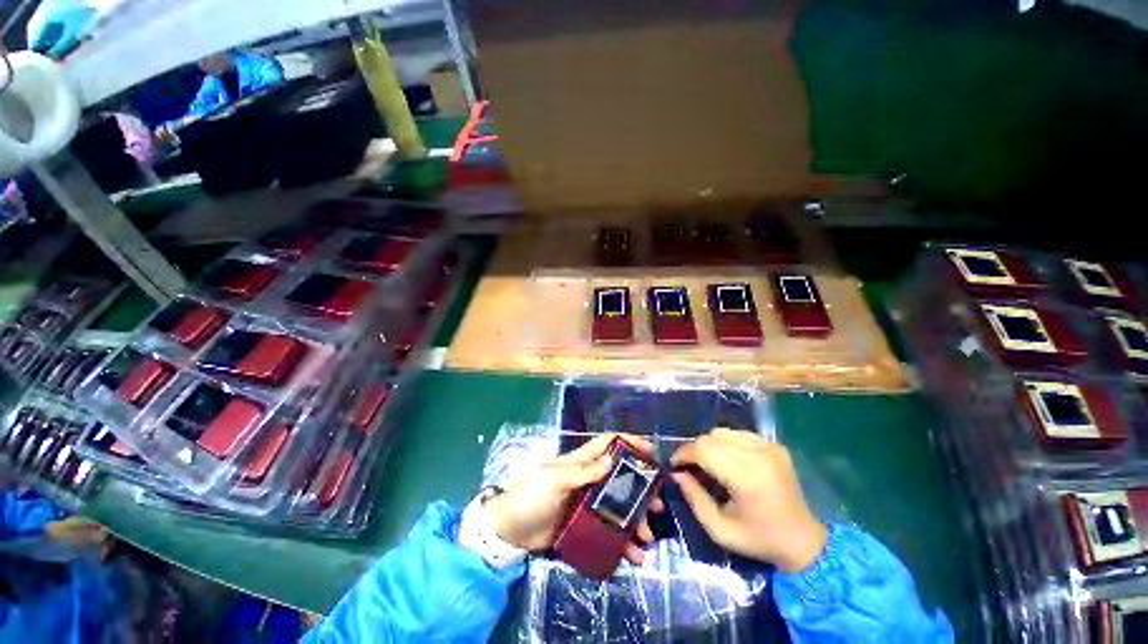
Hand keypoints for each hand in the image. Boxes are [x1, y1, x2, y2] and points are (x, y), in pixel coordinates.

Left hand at [477, 433, 663, 564]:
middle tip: (657, 505)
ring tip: (646, 538)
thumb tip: (611, 459)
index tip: (651, 451)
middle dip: (641, 489)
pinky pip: (609, 532)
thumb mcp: (555, 480)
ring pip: (619, 508)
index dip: (629, 442)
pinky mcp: (584, 526)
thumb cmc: (530, 496)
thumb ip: (582, 471)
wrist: (509, 531)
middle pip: (621, 478)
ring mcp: (587, 504)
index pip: (608, 444)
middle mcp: (588, 480)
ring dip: (635, 520)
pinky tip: (633, 556)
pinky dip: (622, 543)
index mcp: (580, 462)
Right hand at [670, 428, 827, 573]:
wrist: (803, 541)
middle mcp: (757, 455)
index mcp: (746, 478)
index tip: (674, 464)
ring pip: (723, 432)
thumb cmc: (759, 539)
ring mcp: (768, 447)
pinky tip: (726, 459)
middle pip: (711, 437)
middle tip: (688, 466)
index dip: (683, 453)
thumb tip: (677, 473)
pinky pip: (738, 433)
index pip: (703, 450)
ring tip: (706, 462)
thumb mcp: (720, 529)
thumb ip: (694, 499)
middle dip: (693, 449)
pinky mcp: (774, 445)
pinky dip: (726, 442)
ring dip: (708, 444)